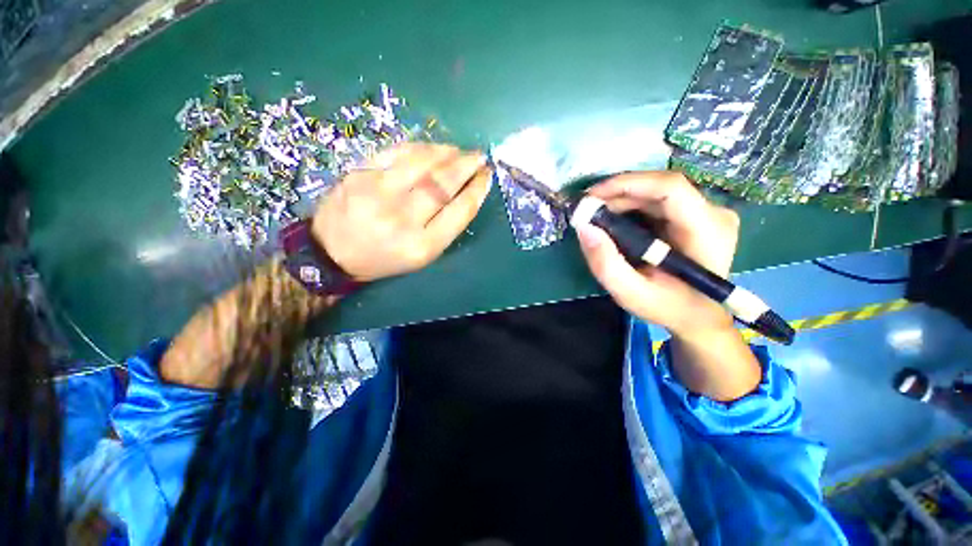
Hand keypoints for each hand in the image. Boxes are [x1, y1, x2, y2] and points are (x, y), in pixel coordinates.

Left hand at [312, 143, 491, 281]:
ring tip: (458, 151)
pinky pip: (397, 153)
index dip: (477, 189)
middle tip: (479, 157)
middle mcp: (402, 219)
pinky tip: (432, 149)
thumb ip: (445, 227)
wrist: (332, 253)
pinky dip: (420, 148)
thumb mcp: (422, 255)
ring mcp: (378, 193)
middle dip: (466, 166)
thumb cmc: (385, 259)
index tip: (486, 177)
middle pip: (443, 184)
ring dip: (446, 152)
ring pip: (422, 163)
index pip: (459, 211)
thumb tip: (465, 193)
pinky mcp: (359, 174)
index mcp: (422, 246)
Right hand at [576, 171, 739, 338]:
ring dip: (622, 200)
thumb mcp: (630, 293)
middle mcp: (714, 213)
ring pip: (657, 192)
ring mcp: (708, 212)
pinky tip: (614, 220)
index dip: (627, 184)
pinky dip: (631, 206)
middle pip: (660, 188)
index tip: (592, 196)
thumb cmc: (668, 307)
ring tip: (596, 216)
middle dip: (618, 194)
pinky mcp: (697, 215)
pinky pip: (659, 200)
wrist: (697, 316)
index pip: (670, 188)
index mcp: (707, 231)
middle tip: (587, 210)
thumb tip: (583, 228)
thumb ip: (605, 263)